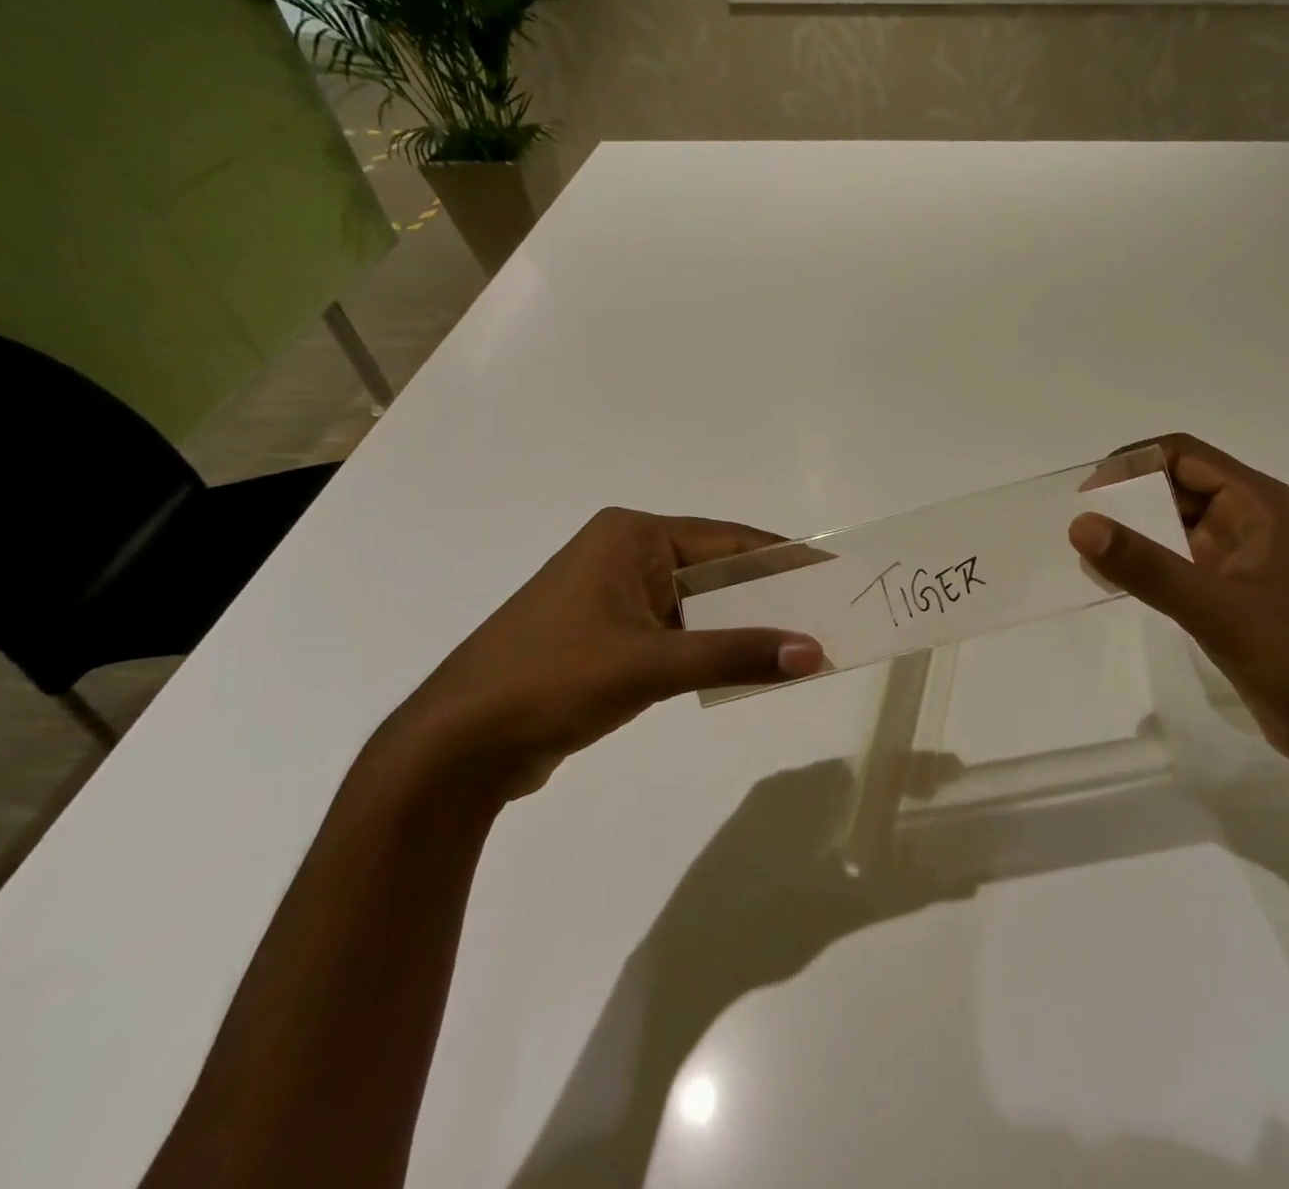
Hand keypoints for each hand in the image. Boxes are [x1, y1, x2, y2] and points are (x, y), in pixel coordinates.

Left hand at [391, 508, 825, 796]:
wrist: (455, 749)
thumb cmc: (552, 682)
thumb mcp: (651, 665)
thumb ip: (736, 655)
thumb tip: (814, 652)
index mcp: (631, 538)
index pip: (729, 540)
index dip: (784, 559)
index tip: (833, 574)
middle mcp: (625, 556)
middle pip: (717, 570)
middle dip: (768, 596)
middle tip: (825, 615)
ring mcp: (615, 597)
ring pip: (699, 604)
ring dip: (742, 625)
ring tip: (799, 643)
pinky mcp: (609, 636)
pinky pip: (679, 632)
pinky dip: (712, 647)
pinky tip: (748, 666)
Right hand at [1069, 434, 1288, 773]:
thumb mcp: (1213, 606)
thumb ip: (1145, 565)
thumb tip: (1080, 524)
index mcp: (1258, 503)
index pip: (1184, 454)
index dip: (1134, 463)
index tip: (1089, 492)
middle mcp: (1251, 520)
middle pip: (1179, 485)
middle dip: (1130, 497)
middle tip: (1082, 524)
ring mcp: (1244, 558)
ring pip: (1178, 525)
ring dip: (1137, 531)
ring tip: (1090, 554)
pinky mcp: (1235, 592)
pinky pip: (1182, 561)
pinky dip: (1150, 563)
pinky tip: (1119, 582)